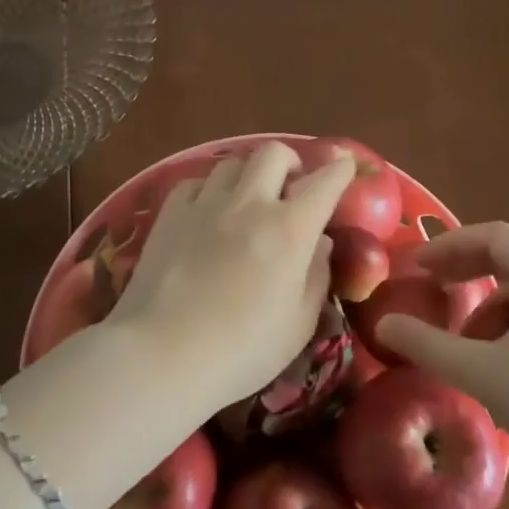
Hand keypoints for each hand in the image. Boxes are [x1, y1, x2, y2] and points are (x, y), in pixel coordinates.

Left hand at [106, 143, 354, 421]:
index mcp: (290, 229)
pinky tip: (207, 212)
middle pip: (274, 154)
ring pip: (233, 163)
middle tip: (290, 186)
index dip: (340, 171)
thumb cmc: (242, 350)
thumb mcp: (299, 323)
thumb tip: (320, 242)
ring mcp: (206, 204)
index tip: (346, 166)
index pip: (325, 183)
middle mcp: (250, 204)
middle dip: (291, 162)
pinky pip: (195, 182)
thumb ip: (317, 275)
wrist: (163, 354)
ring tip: (247, 200)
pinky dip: (209, 190)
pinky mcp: (170, 213)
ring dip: (248, 176)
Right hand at [375, 222, 508, 470]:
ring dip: (489, 311)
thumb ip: (428, 344)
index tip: (416, 266)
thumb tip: (383, 325)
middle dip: (466, 276)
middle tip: (431, 294)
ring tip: (466, 351)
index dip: (448, 246)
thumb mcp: (483, 372)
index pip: (492, 236)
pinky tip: (504, 372)